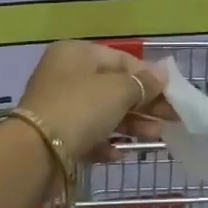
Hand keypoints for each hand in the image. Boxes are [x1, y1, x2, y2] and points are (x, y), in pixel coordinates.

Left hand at [14, 41, 169, 162]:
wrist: (35, 153)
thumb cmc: (81, 108)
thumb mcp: (119, 91)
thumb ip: (143, 84)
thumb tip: (162, 76)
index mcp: (76, 53)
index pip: (121, 59)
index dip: (148, 76)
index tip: (172, 93)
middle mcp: (65, 75)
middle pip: (113, 87)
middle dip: (144, 103)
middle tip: (172, 118)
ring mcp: (58, 106)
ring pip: (103, 112)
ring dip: (131, 124)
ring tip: (156, 137)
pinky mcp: (55, 136)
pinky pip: (88, 135)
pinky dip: (106, 142)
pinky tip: (121, 153)